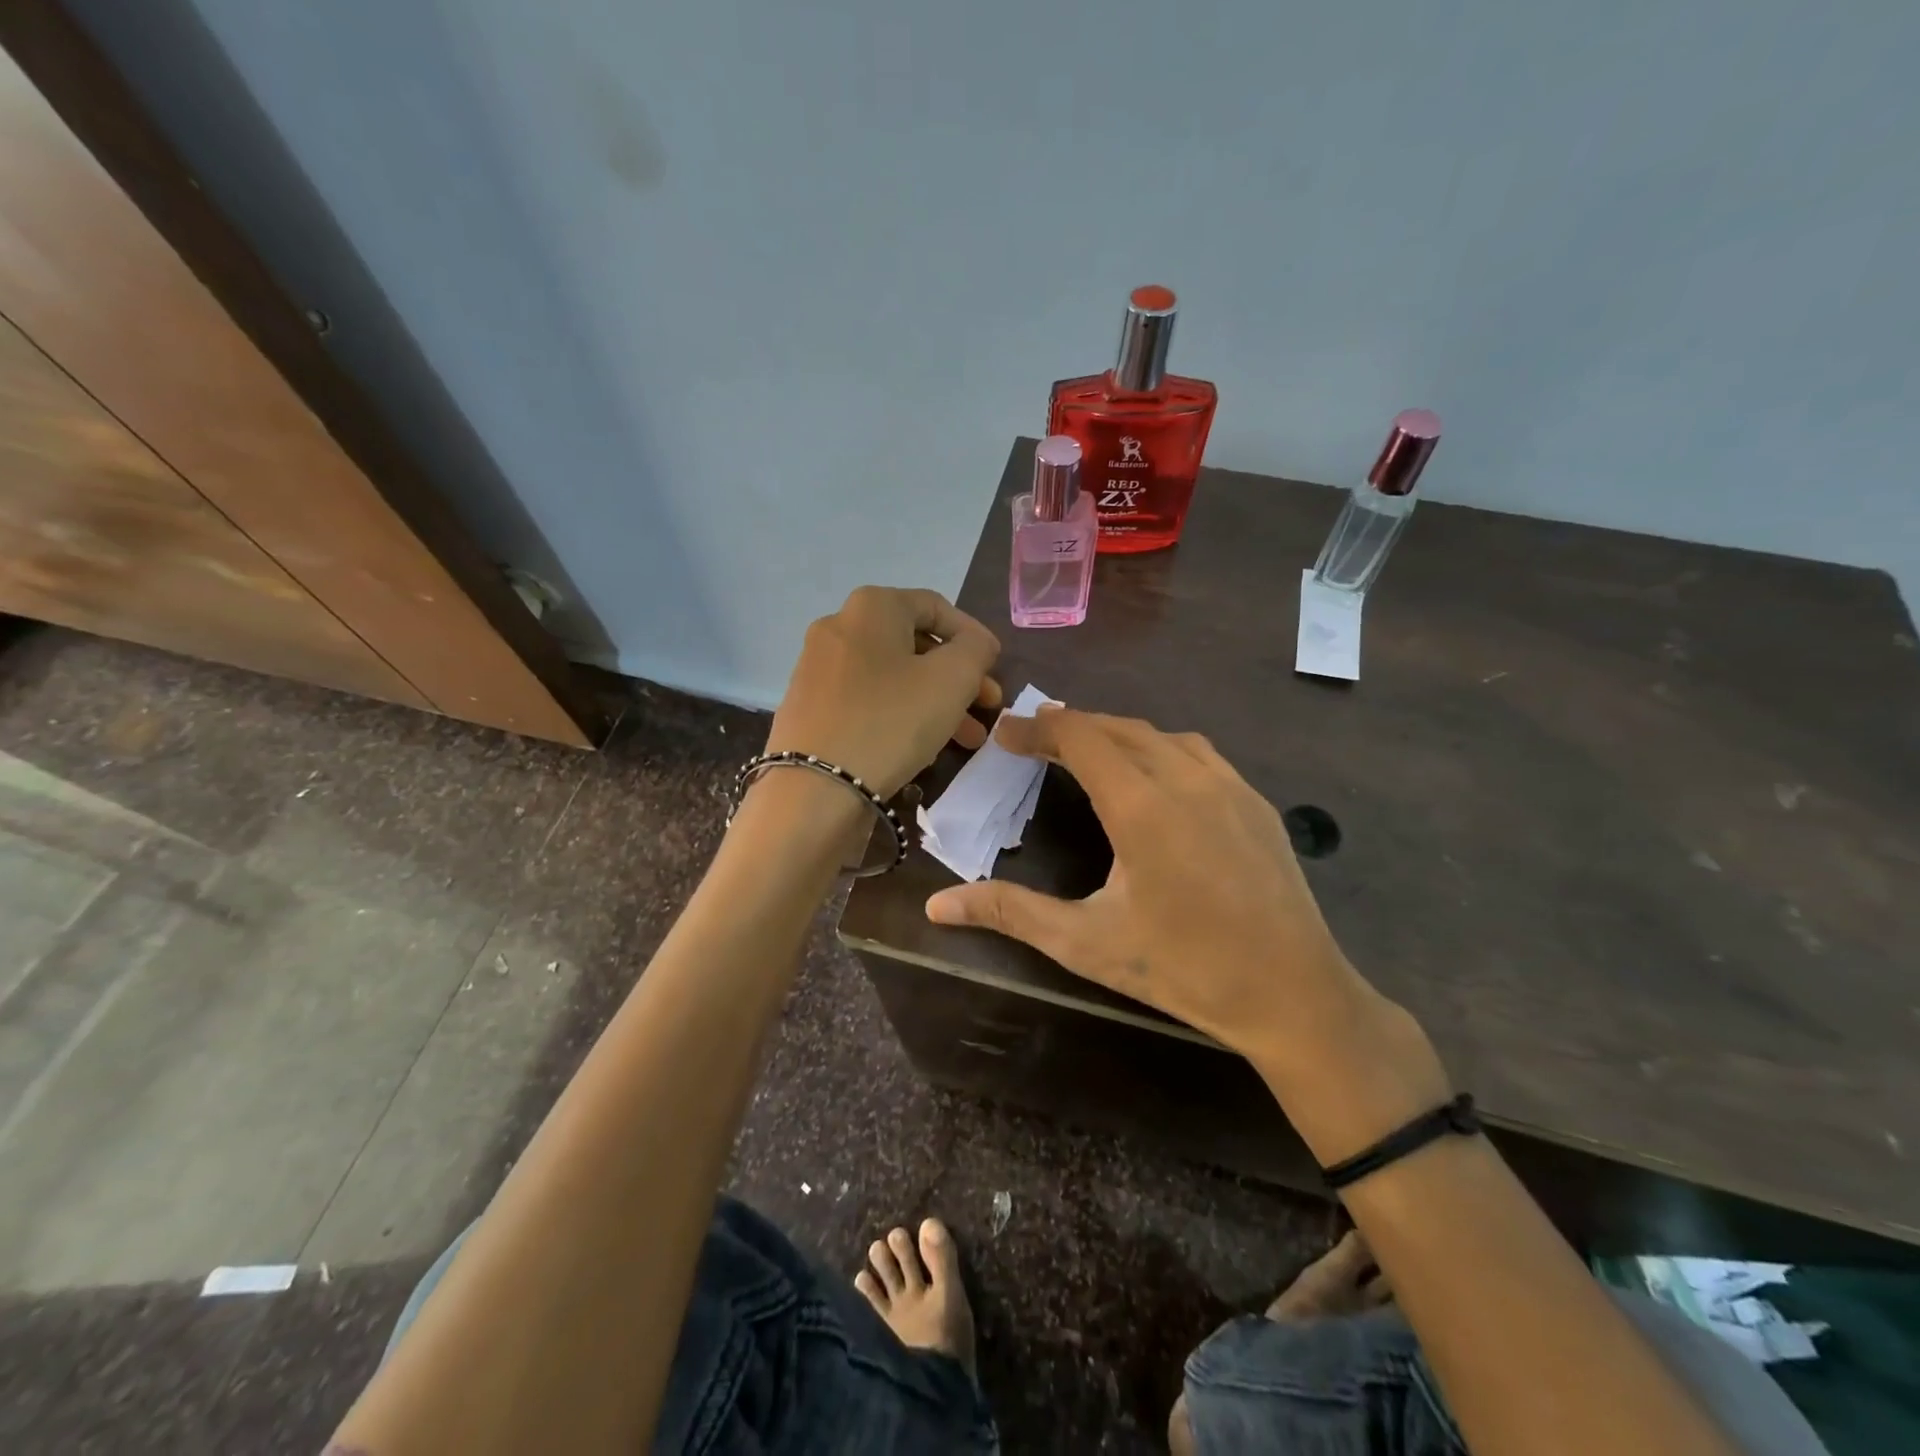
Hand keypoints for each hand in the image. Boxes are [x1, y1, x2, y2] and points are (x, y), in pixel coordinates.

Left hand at [766, 587, 1001, 798]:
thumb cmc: (892, 720)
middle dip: (958, 676)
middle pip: (914, 644)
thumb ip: (976, 649)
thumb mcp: (952, 679)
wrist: (815, 787)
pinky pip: (867, 700)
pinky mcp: (809, 707)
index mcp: (871, 607)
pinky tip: (922, 745)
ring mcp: (817, 668)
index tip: (996, 667)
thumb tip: (975, 643)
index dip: (973, 635)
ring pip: (893, 677)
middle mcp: (838, 627)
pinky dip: (900, 714)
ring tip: (967, 738)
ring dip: (935, 701)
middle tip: (987, 706)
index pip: (935, 607)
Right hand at [924, 709, 1430, 1095]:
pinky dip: (1159, 747)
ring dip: (1116, 732)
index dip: (1036, 727)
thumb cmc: (1183, 969)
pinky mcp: (1256, 801)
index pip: (1079, 736)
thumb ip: (1009, 912)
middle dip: (1070, 725)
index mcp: (1140, 806)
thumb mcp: (1085, 943)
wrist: (1294, 995)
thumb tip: (936, 906)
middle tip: (1033, 739)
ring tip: (1085, 749)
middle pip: (1117, 727)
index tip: (1004, 732)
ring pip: (1160, 734)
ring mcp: (1228, 785)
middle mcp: (1185, 778)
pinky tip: (1152, 775)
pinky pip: (1197, 752)